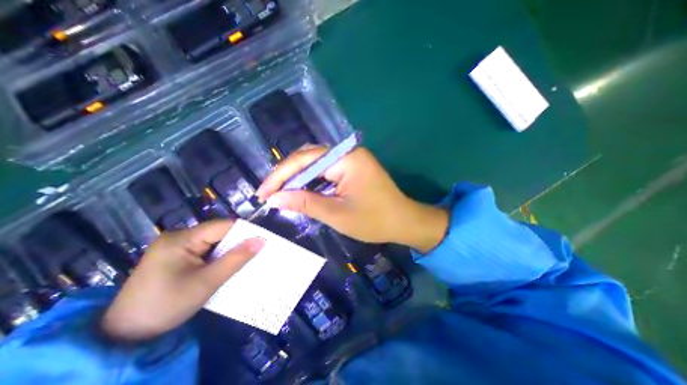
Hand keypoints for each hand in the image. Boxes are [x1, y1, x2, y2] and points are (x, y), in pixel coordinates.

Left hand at [101, 221, 262, 341]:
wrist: (122, 336)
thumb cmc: (166, 306)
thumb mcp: (207, 282)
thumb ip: (236, 259)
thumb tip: (262, 240)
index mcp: (182, 238)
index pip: (223, 226)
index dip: (245, 231)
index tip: (263, 240)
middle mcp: (178, 236)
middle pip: (218, 232)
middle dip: (238, 242)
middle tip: (257, 251)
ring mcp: (176, 246)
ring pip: (213, 241)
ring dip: (229, 250)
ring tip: (246, 258)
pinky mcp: (176, 256)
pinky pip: (205, 250)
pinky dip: (219, 256)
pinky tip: (227, 264)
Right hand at [254, 148, 448, 252]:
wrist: (403, 222)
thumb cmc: (374, 221)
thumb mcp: (336, 214)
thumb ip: (304, 203)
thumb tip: (274, 198)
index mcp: (346, 158)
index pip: (305, 160)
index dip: (280, 176)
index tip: (262, 193)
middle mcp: (348, 153)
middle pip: (308, 158)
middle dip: (287, 176)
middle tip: (269, 195)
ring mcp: (351, 160)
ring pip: (316, 165)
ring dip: (298, 179)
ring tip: (280, 195)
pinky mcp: (352, 169)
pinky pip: (326, 171)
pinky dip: (311, 182)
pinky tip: (301, 193)